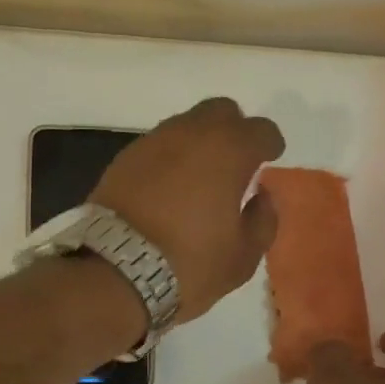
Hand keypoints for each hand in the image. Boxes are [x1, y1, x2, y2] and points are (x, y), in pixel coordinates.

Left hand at [90, 98, 284, 323]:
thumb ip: (263, 220)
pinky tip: (168, 188)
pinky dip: (169, 159)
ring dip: (198, 143)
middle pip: (221, 112)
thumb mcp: (242, 256)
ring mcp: (152, 142)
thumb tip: (261, 196)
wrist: (114, 271)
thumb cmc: (189, 264)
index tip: (270, 159)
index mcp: (228, 151)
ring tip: (199, 177)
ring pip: (185, 125)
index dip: (270, 144)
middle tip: (235, 161)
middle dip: (233, 130)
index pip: (261, 129)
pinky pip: (157, 147)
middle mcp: (190, 134)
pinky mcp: (123, 159)